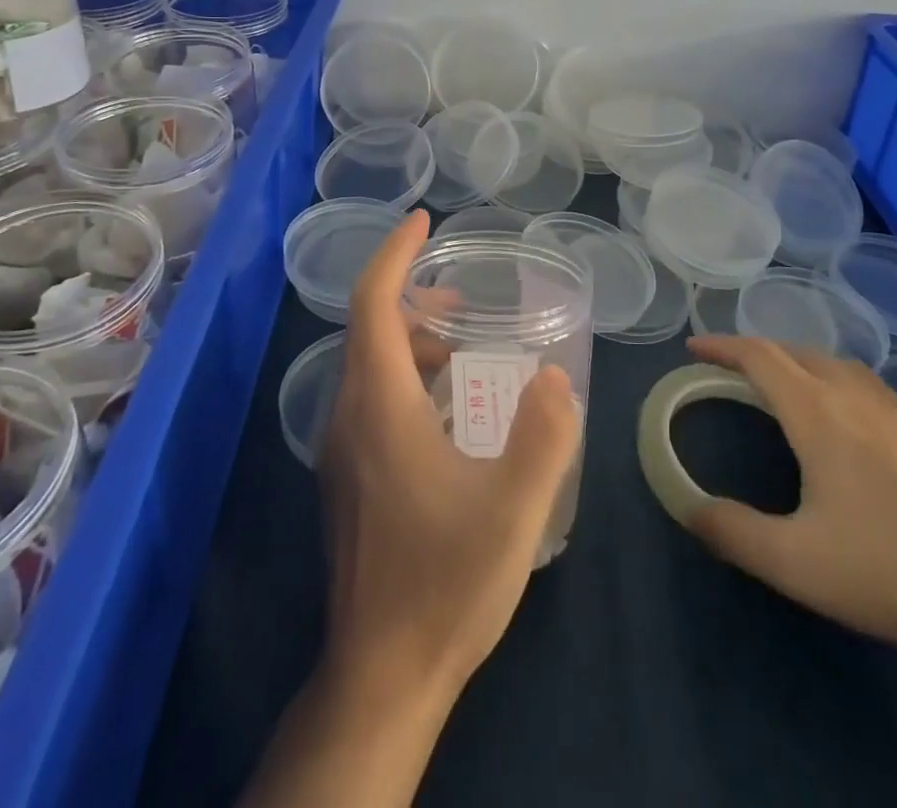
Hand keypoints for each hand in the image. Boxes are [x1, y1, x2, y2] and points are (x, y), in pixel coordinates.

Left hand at [318, 210, 582, 703]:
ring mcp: (341, 451)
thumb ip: (544, 435)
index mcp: (379, 406)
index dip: (395, 253)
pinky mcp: (348, 479)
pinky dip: (406, 378)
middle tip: (464, 298)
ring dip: (412, 341)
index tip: (423, 220)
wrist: (381, 676)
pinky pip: (371, 400)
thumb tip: (555, 378)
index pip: (372, 303)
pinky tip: (451, 412)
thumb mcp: (514, 509)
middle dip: (413, 297)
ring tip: (465, 349)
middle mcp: (348, 416)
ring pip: (369, 367)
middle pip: (369, 330)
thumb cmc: (444, 584)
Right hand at [684, 334, 896, 655]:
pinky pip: (872, 392)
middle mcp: (857, 398)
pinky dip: (840, 388)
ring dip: (802, 365)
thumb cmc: (896, 566)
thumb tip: (689, 508)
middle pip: (799, 352)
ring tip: (787, 390)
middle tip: (733, 370)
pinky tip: (854, 429)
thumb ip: (735, 533)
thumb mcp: (799, 563)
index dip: (722, 346)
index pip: (759, 357)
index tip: (693, 346)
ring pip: (840, 367)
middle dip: (758, 352)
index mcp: (818, 412)